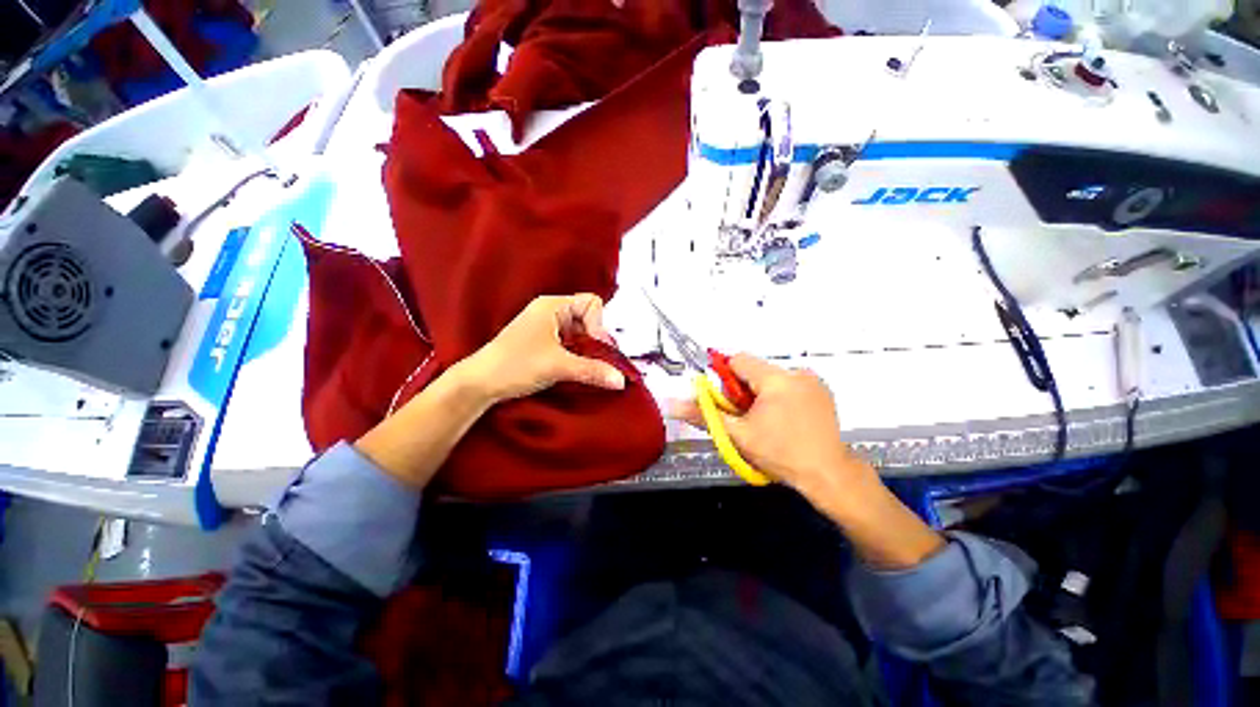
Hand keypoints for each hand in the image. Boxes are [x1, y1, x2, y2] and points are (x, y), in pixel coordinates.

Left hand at [460, 294, 626, 402]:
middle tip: (596, 362)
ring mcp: (546, 328)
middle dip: (595, 341)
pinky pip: (570, 344)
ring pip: (580, 334)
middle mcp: (551, 312)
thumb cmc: (515, 365)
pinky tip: (574, 370)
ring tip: (584, 368)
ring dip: (587, 351)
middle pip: (589, 319)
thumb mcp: (558, 366)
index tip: (595, 348)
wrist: (480, 384)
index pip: (592, 303)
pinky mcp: (543, 344)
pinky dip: (577, 356)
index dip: (599, 325)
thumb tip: (621, 380)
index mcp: (553, 306)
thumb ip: (592, 370)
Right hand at [668, 355, 877, 501]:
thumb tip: (672, 403)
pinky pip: (790, 385)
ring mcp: (813, 381)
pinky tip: (787, 420)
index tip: (730, 403)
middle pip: (755, 371)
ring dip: (762, 394)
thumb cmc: (780, 453)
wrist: (828, 475)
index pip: (738, 360)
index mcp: (775, 378)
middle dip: (744, 391)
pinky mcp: (823, 392)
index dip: (727, 379)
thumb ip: (703, 414)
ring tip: (769, 422)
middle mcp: (796, 372)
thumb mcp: (737, 435)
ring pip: (772, 378)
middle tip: (749, 418)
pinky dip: (781, 397)